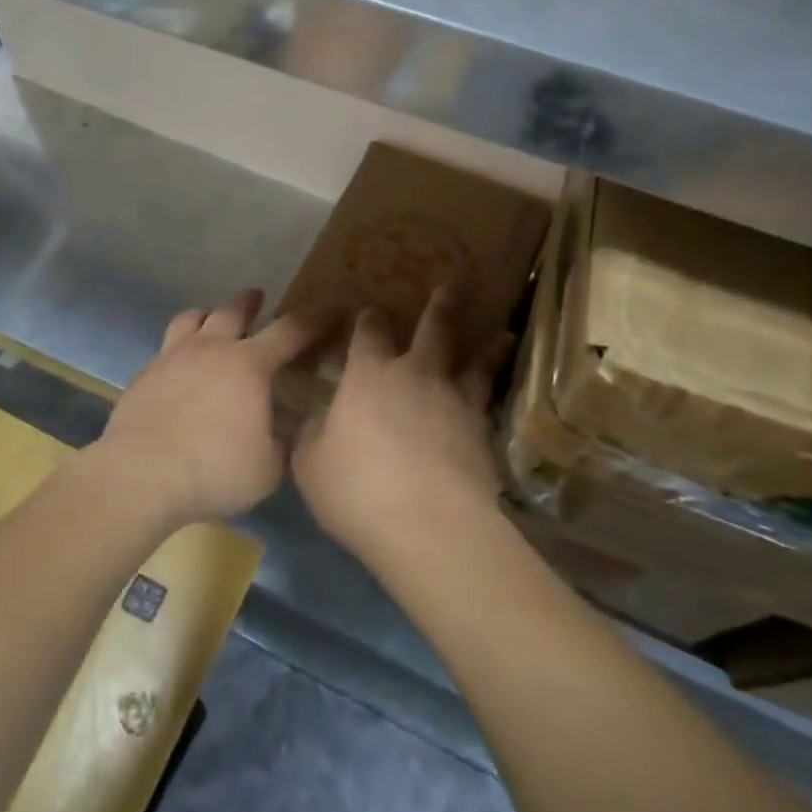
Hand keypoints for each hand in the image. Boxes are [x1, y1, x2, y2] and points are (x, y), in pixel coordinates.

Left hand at [98, 290, 329, 527]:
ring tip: (211, 319)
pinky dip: (179, 347)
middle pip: (232, 311)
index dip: (314, 320)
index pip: (290, 331)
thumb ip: (282, 444)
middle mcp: (211, 349)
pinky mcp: (144, 375)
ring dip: (207, 314)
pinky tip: (180, 366)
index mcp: (248, 364)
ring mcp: (172, 357)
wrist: (140, 475)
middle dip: (250, 302)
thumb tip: (285, 431)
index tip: (330, 310)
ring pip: (191, 318)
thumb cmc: (214, 470)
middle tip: (258, 297)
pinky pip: (166, 348)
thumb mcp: (267, 468)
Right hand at [292, 286, 509, 564]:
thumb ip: (312, 435)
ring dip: (486, 346)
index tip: (370, 309)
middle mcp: (415, 375)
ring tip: (501, 333)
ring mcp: (454, 400)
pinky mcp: (482, 431)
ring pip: (474, 361)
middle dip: (441, 305)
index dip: (368, 318)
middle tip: (453, 284)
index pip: (367, 333)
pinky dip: (496, 391)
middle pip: (433, 329)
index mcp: (369, 376)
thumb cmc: (358, 489)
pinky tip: (499, 392)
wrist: (429, 526)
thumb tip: (315, 421)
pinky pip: (489, 401)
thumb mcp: (310, 464)